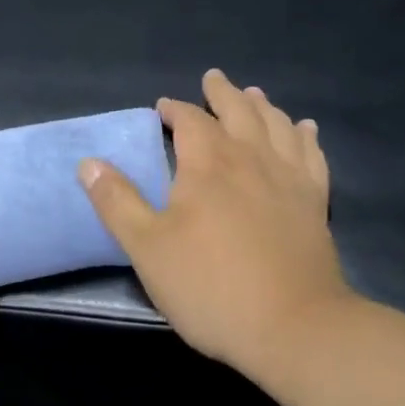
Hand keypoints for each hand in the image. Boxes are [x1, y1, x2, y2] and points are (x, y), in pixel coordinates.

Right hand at [78, 69, 354, 383]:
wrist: (293, 327)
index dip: (175, 109)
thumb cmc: (211, 286)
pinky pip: (311, 154)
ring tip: (254, 94)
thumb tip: (89, 163)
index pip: (190, 120)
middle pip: (238, 111)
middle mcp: (251, 159)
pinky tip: (305, 128)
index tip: (163, 107)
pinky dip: (305, 135)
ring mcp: (289, 179)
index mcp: (208, 164)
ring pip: (276, 125)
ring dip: (262, 105)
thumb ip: (117, 202)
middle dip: (222, 93)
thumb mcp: (147, 248)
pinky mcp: (315, 202)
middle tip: (213, 78)